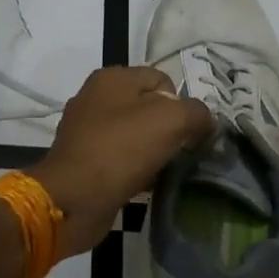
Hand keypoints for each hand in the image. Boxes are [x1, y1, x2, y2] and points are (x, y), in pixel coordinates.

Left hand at [29, 66, 213, 256]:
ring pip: (134, 134)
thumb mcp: (170, 120)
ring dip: (152, 151)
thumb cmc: (120, 150)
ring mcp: (85, 129)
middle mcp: (94, 97)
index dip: (182, 105)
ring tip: (163, 170)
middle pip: (148, 107)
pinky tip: (144, 183)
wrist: (73, 199)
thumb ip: (196, 113)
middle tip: (179, 152)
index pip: (162, 80)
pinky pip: (120, 157)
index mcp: (111, 78)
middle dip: (168, 129)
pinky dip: (134, 168)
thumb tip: (205, 120)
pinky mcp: (82, 159)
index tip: (188, 133)